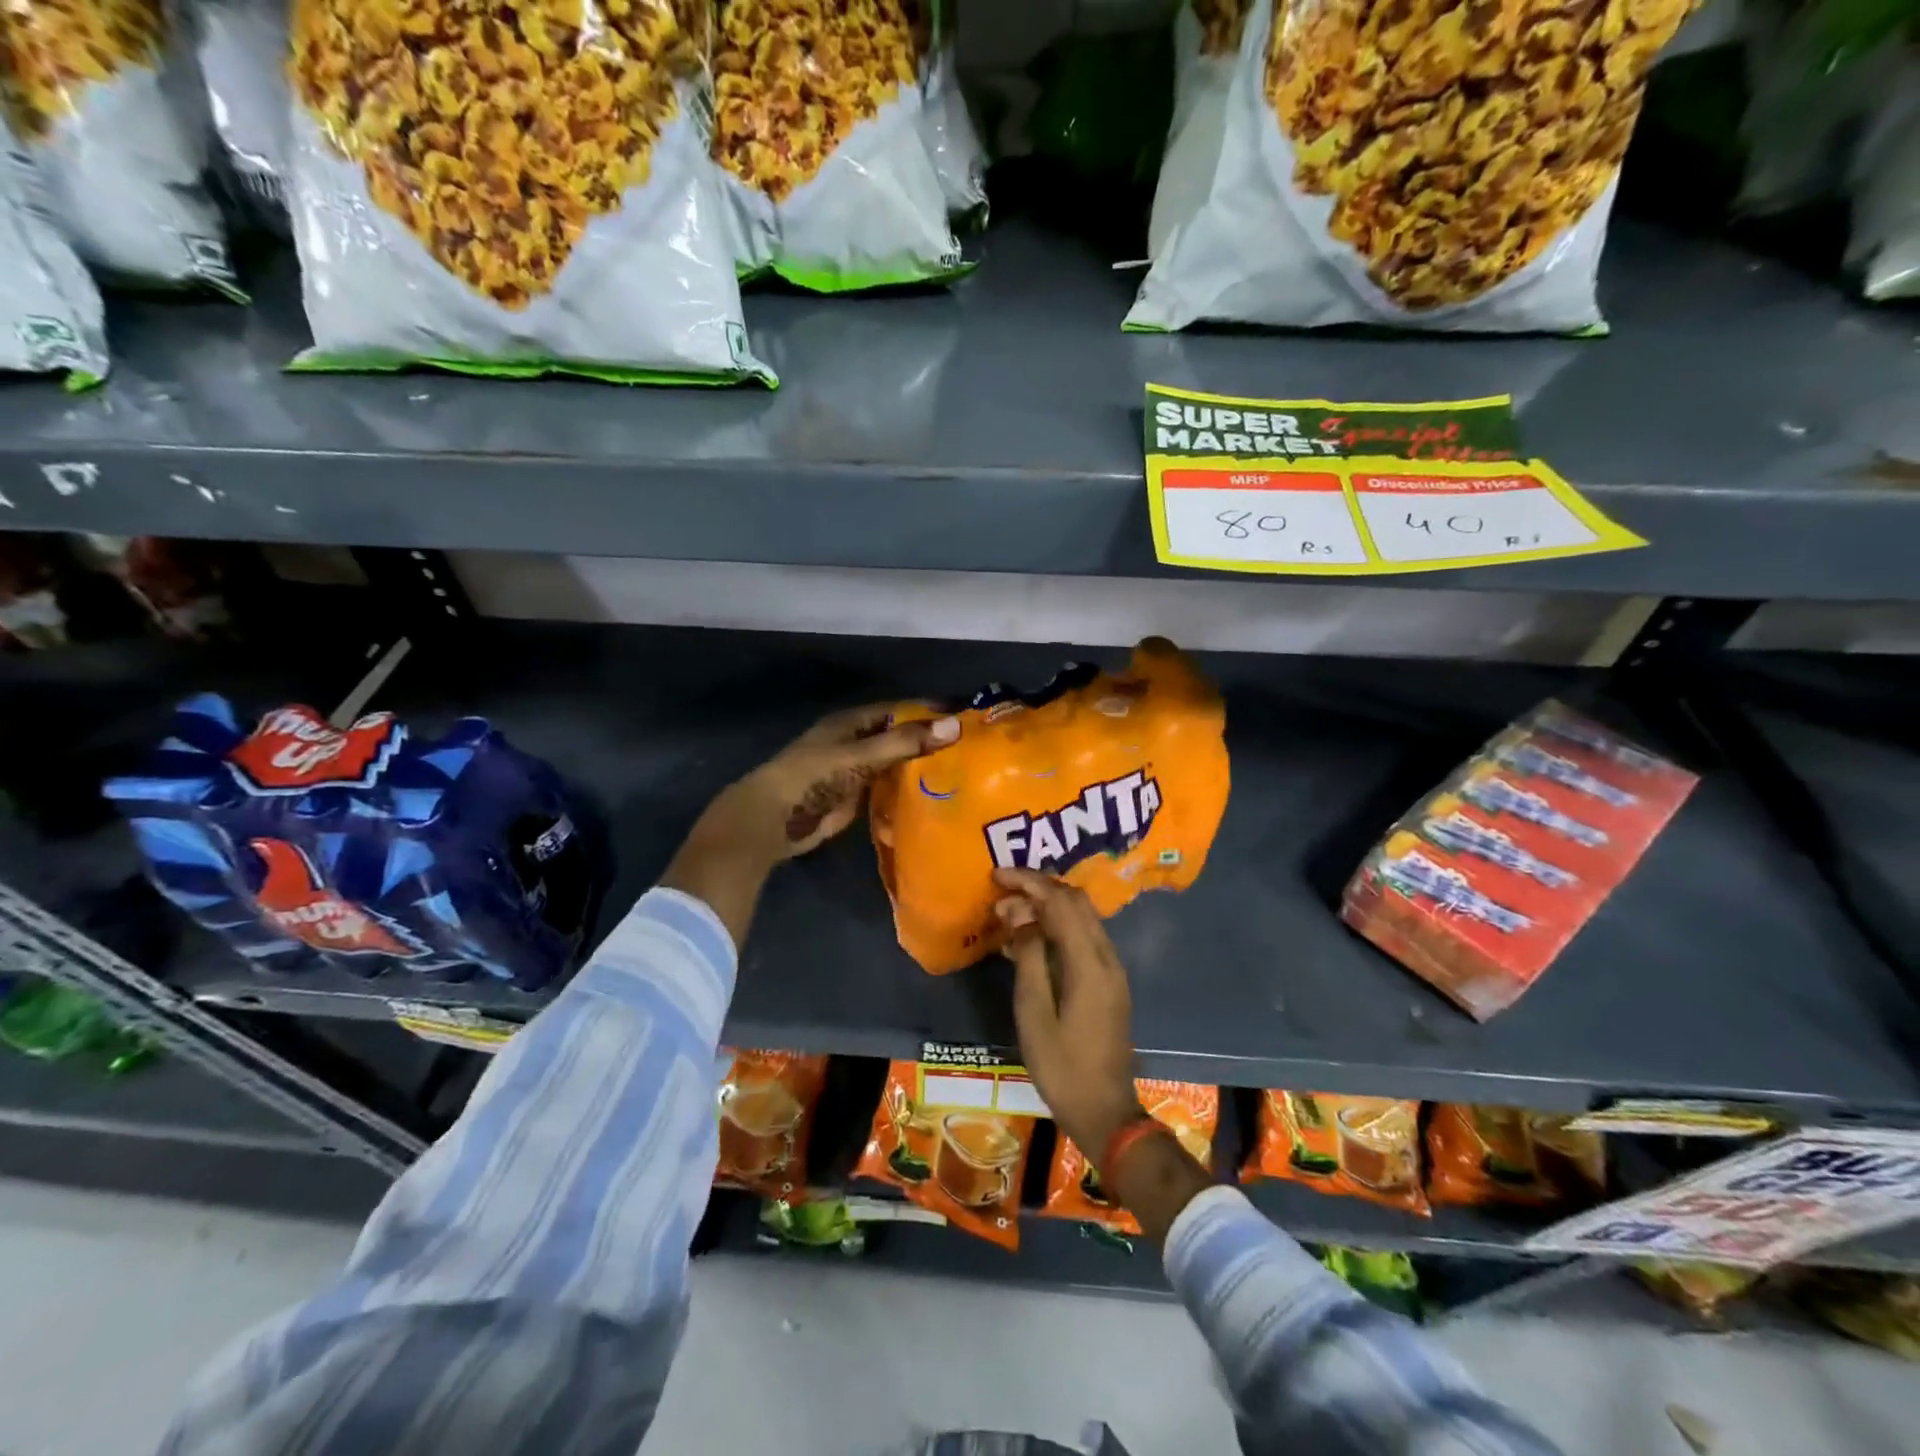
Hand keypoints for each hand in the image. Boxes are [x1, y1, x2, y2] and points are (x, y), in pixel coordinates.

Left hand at [664, 705, 958, 946]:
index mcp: (853, 722)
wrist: (773, 820)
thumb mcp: (860, 755)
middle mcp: (857, 742)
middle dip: (931, 741)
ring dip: (923, 768)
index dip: (930, 712)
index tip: (967, 717)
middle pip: (900, 737)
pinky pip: (890, 789)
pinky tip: (938, 797)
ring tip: (964, 773)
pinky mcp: (856, 798)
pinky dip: (910, 791)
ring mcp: (857, 771)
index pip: (901, 710)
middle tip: (973, 750)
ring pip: (897, 764)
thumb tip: (955, 726)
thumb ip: (905, 742)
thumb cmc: (812, 777)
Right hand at [994, 868, 1141, 1159]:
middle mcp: (1107, 957)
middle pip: (1076, 902)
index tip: (997, 875)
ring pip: (1082, 917)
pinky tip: (1029, 939)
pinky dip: (1057, 926)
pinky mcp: (1109, 981)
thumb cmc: (1062, 1066)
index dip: (1029, 882)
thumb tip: (1019, 913)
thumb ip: (1029, 957)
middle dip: (1038, 888)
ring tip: (1009, 913)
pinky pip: (1083, 937)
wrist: (1104, 1110)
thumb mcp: (1034, 1013)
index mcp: (1089, 963)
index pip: (1061, 902)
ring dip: (1048, 906)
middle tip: (1001, 892)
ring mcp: (1112, 969)